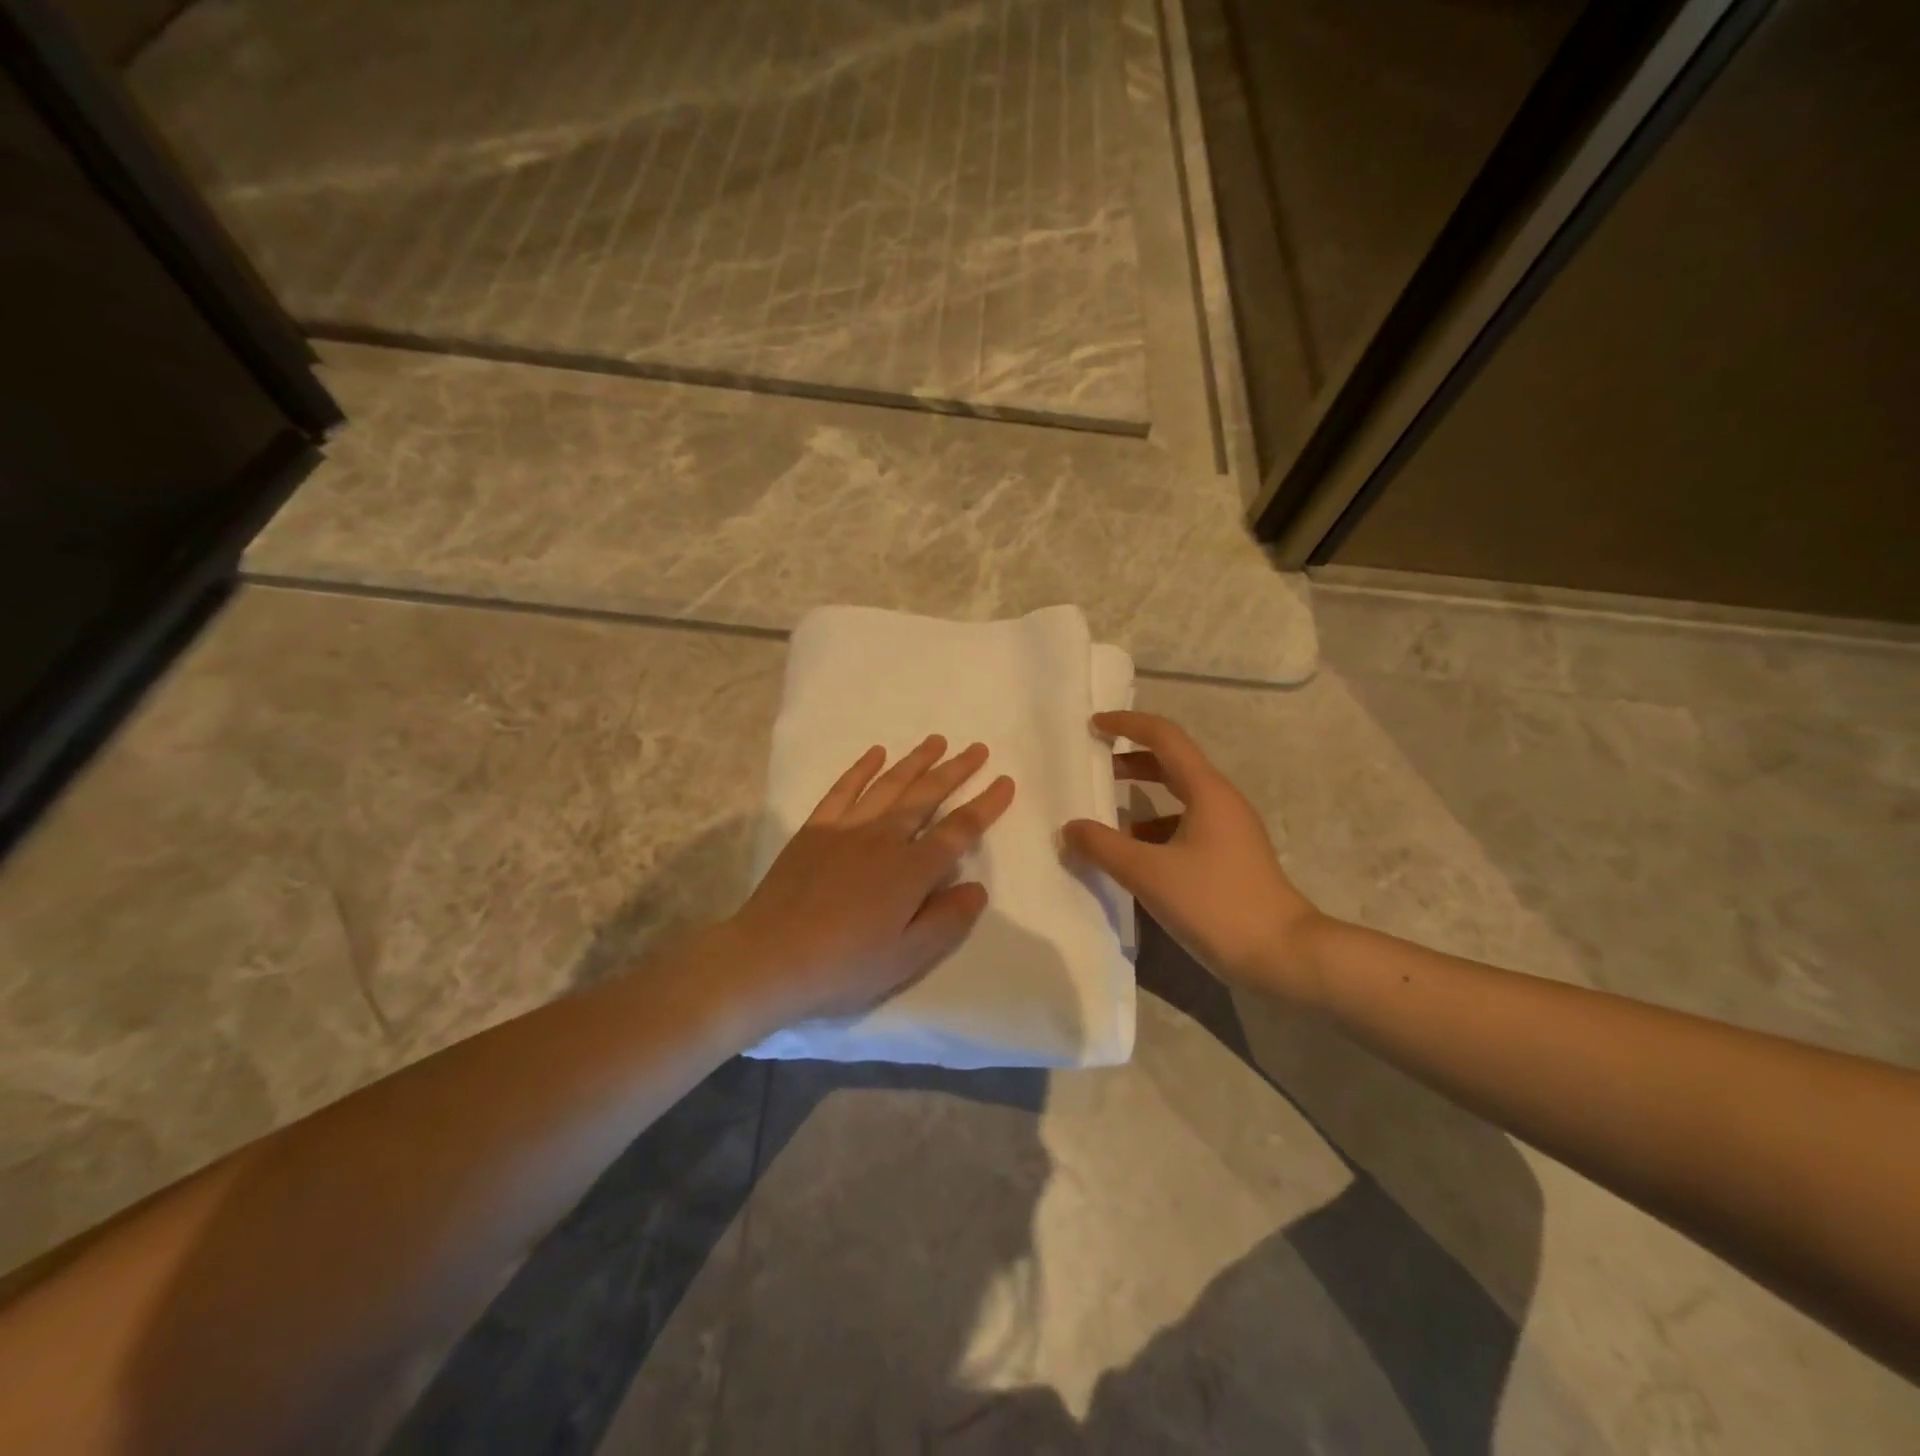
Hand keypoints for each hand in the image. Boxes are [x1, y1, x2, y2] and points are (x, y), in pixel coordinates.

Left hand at [726, 735, 1014, 1027]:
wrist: (768, 959)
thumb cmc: (843, 966)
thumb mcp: (906, 958)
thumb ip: (947, 921)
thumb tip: (977, 888)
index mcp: (911, 870)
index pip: (959, 829)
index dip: (986, 805)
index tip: (1005, 782)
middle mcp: (883, 837)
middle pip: (927, 795)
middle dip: (956, 771)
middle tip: (977, 749)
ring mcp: (846, 828)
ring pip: (889, 784)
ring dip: (916, 761)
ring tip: (937, 741)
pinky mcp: (815, 829)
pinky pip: (843, 789)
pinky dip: (862, 769)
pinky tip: (876, 754)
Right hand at [1061, 711, 1325, 1002]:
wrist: (1283, 956)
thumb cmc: (1216, 904)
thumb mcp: (1149, 874)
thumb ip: (1104, 847)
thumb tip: (1070, 827)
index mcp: (1206, 791)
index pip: (1164, 737)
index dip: (1127, 725)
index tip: (1093, 725)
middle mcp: (1220, 801)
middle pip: (1171, 764)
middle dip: (1130, 760)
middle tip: (1094, 767)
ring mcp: (1228, 830)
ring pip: (1177, 798)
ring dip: (1141, 799)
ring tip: (1104, 817)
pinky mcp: (1229, 858)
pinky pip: (1184, 828)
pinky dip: (1154, 830)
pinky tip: (1133, 856)